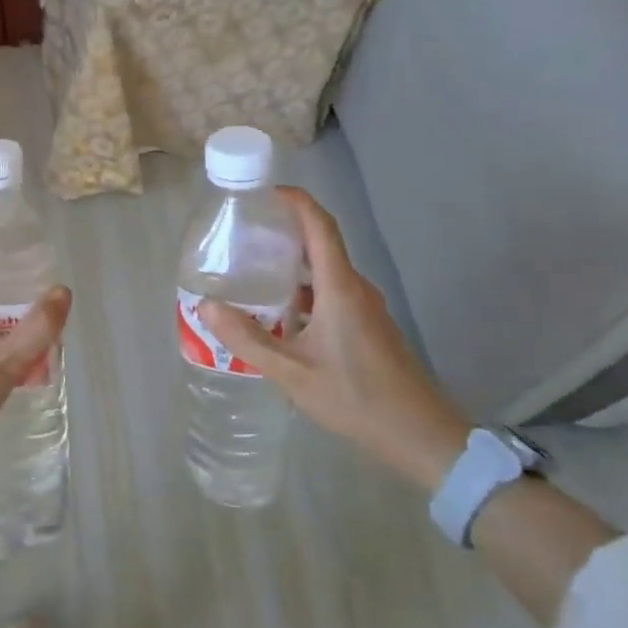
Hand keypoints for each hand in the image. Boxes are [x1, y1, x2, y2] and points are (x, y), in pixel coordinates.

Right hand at [200, 187, 470, 493]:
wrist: (420, 435)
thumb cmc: (356, 397)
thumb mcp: (292, 372)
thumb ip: (248, 339)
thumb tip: (207, 307)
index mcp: (340, 288)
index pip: (320, 226)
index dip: (296, 201)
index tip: (265, 192)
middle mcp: (354, 289)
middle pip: (320, 244)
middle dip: (284, 232)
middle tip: (243, 234)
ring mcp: (365, 308)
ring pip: (324, 272)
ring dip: (291, 266)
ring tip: (252, 271)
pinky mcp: (367, 327)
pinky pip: (331, 293)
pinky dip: (303, 291)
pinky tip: (278, 314)